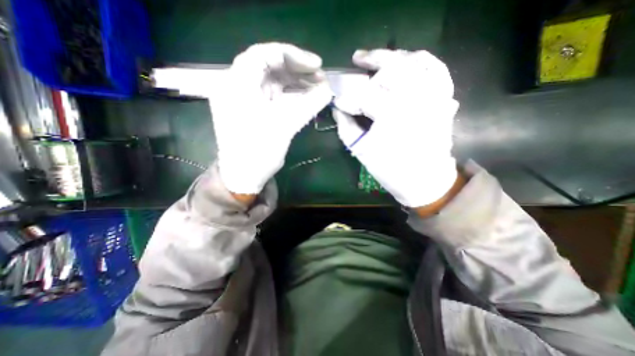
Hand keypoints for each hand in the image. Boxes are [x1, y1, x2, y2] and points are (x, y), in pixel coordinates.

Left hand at [210, 43, 333, 197]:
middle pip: (269, 66)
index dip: (293, 55)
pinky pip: (271, 94)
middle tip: (320, 78)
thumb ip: (308, 105)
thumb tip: (329, 90)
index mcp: (237, 85)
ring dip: (295, 82)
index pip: (264, 54)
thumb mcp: (285, 127)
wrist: (243, 176)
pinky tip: (305, 97)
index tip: (316, 65)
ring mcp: (243, 98)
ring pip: (272, 80)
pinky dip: (289, 94)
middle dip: (297, 70)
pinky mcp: (251, 109)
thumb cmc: (258, 153)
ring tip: (317, 87)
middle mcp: (236, 86)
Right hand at [333, 47, 461, 206]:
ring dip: (393, 56)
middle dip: (370, 61)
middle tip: (357, 61)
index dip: (347, 95)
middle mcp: (415, 97)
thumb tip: (338, 109)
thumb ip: (345, 127)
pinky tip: (407, 60)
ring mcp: (433, 94)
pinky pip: (437, 68)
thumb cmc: (390, 169)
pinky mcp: (443, 98)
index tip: (338, 100)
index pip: (363, 94)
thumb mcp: (361, 150)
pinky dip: (421, 60)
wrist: (425, 180)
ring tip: (378, 58)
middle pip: (390, 67)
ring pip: (413, 60)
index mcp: (391, 114)